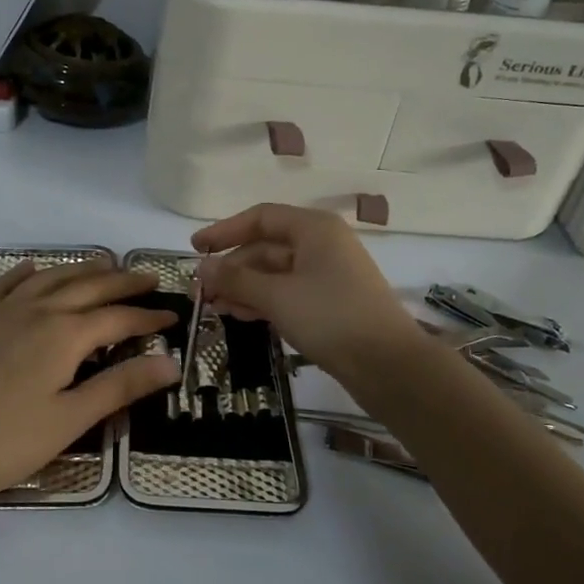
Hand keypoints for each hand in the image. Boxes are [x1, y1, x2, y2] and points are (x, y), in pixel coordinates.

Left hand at [0, 260, 177, 507]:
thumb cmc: (1, 441)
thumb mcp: (68, 421)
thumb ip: (120, 387)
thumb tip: (171, 362)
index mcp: (63, 335)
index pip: (117, 318)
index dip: (148, 316)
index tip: (172, 315)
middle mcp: (35, 311)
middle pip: (87, 288)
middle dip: (122, 282)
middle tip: (148, 277)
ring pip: (49, 278)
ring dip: (80, 269)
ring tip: (103, 264)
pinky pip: (4, 284)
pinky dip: (25, 272)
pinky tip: (33, 268)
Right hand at [193, 204, 421, 380]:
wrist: (389, 366)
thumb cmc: (331, 317)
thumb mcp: (277, 296)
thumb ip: (236, 279)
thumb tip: (202, 268)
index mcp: (314, 228)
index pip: (260, 218)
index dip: (224, 231)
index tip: (194, 249)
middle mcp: (321, 244)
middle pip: (266, 247)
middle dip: (231, 267)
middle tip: (200, 291)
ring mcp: (327, 275)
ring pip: (274, 273)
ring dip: (243, 287)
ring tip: (213, 307)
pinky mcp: (330, 303)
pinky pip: (287, 292)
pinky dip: (262, 301)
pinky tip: (239, 315)